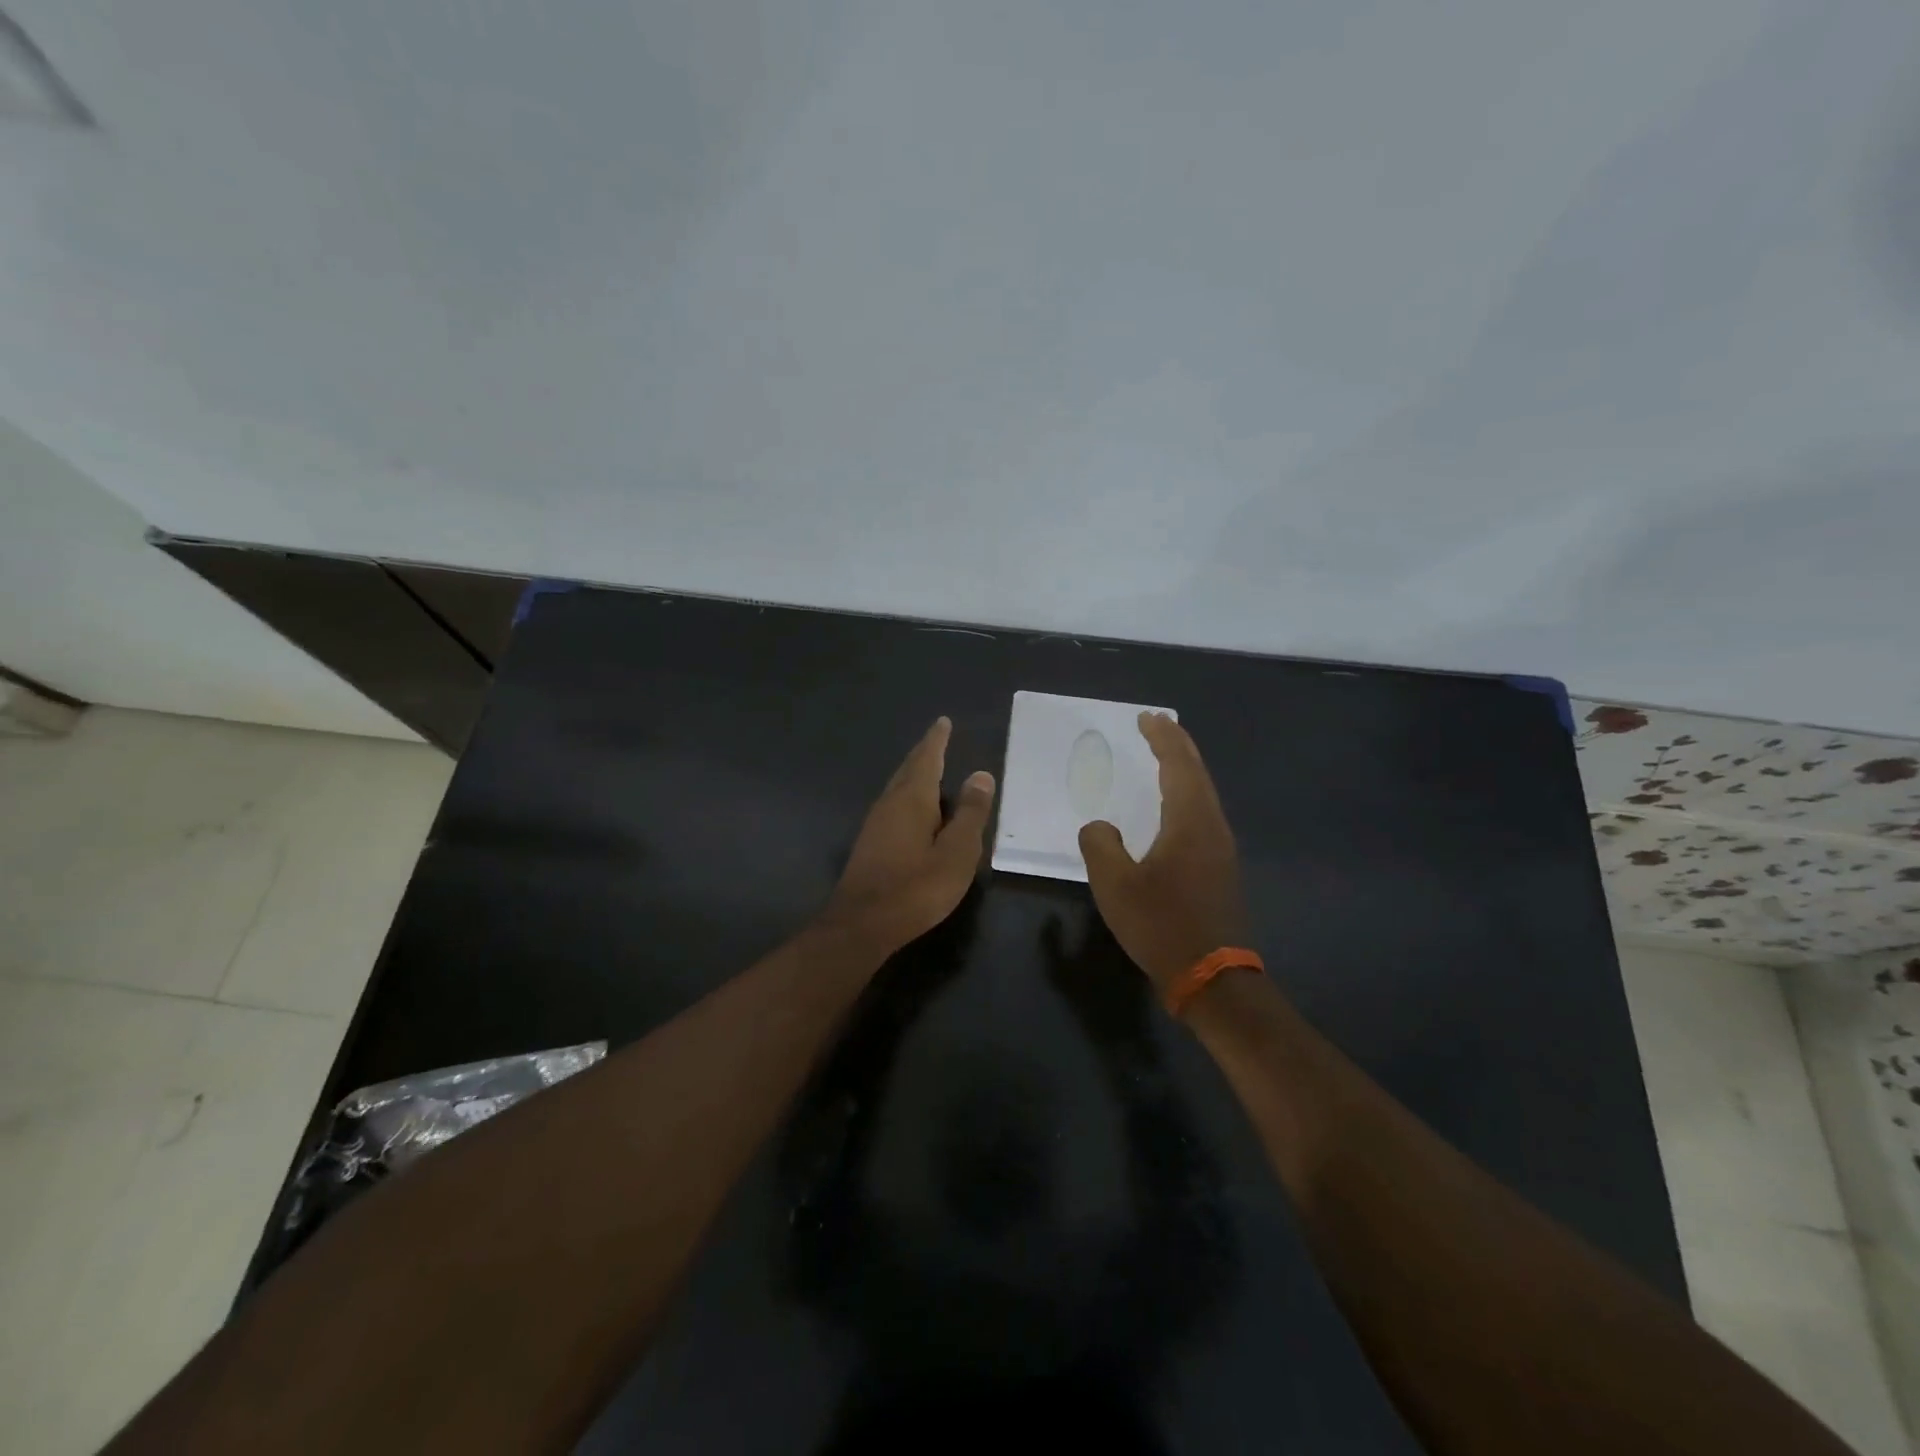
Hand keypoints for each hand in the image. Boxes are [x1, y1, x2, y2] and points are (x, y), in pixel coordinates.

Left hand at [819, 717, 996, 957]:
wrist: (862, 924)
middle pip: (908, 769)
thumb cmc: (916, 887)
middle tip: (937, 739)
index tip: (942, 722)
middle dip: (924, 753)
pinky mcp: (870, 843)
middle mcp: (890, 803)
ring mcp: (875, 823)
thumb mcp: (957, 852)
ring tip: (929, 768)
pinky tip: (913, 810)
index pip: (927, 759)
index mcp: (912, 799)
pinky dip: (907, 795)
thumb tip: (981, 775)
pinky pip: (893, 805)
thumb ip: (970, 813)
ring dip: (914, 774)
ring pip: (898, 787)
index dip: (936, 740)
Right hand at [1078, 713, 1248, 994]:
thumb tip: (1100, 827)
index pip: (1178, 765)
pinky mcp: (1220, 867)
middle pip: (1197, 773)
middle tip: (1156, 725)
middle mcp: (1212, 826)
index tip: (1146, 718)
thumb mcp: (1115, 885)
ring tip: (1164, 756)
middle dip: (1177, 745)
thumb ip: (1100, 846)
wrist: (1212, 976)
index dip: (1162, 738)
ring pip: (1203, 793)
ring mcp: (1221, 847)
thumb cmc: (1161, 925)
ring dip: (1184, 769)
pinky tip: (1173, 805)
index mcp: (1190, 821)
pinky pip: (1203, 813)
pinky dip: (1187, 793)